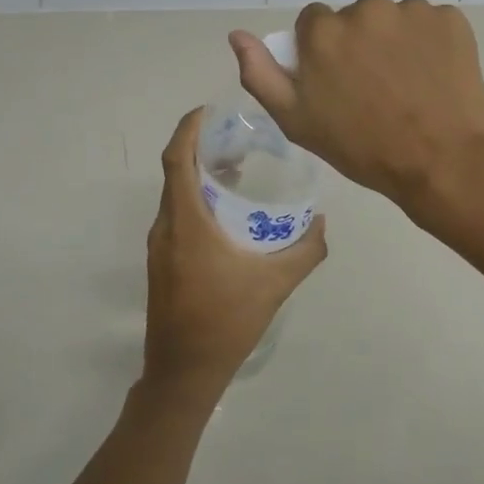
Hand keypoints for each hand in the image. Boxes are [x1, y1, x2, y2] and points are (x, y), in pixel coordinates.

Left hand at [143, 107, 327, 395]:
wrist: (184, 372)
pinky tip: (226, 213)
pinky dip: (197, 200)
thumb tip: (323, 222)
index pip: (176, 160)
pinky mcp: (162, 264)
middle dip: (200, 149)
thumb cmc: (227, 321)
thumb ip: (306, 250)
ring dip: (199, 176)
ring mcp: (160, 248)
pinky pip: (177, 217)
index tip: (208, 111)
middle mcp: (166, 228)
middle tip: (236, 138)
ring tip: (236, 169)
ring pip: (175, 196)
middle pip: (175, 173)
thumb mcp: (276, 283)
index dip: (187, 129)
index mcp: (186, 223)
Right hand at [229, 0, 483, 212]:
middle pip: (354, 17)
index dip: (322, 52)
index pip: (314, 22)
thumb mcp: (296, 122)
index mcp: (324, 32)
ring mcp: (412, 11)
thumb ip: (261, 74)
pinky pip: (430, 23)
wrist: (439, 162)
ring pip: (393, 19)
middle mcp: (366, 9)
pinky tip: (433, 76)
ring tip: (407, 84)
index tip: (338, 82)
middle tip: (374, 87)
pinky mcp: (450, 18)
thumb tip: (237, 35)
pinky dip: (430, 43)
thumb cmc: (361, 148)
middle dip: (360, 43)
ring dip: (395, 41)